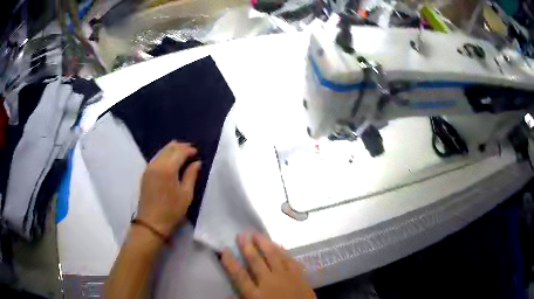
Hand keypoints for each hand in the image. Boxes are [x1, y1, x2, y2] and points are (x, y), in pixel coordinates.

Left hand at [136, 141, 200, 237]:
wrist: (151, 222)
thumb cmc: (172, 210)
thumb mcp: (186, 194)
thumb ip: (191, 175)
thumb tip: (197, 162)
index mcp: (168, 169)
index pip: (179, 152)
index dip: (189, 150)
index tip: (197, 152)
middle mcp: (157, 164)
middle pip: (169, 149)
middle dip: (180, 147)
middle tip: (190, 149)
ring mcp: (149, 168)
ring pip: (161, 152)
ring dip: (171, 149)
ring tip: (181, 152)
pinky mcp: (145, 173)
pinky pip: (156, 158)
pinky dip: (164, 155)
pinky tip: (169, 159)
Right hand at [221, 234, 315, 298]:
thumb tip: (227, 295)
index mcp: (256, 294)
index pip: (240, 275)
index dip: (231, 262)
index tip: (224, 250)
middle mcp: (270, 282)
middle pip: (256, 261)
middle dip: (247, 247)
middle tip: (241, 234)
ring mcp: (287, 277)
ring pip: (274, 256)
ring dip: (265, 244)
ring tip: (257, 234)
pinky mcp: (300, 276)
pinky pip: (290, 260)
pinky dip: (283, 251)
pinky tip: (279, 245)